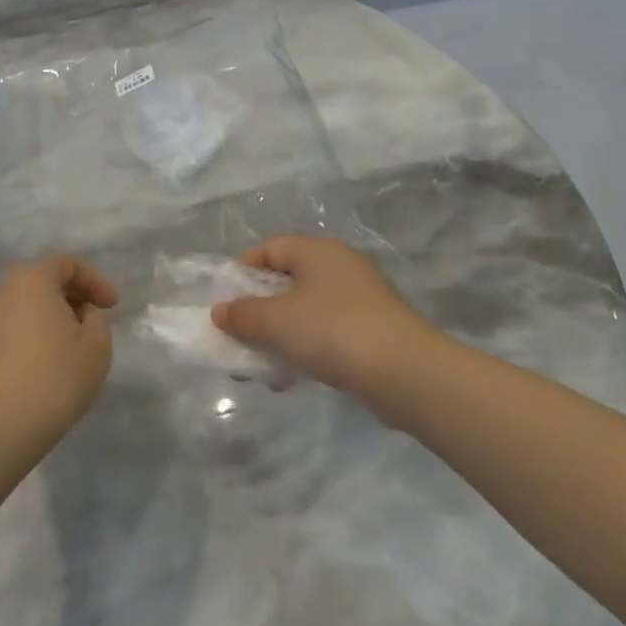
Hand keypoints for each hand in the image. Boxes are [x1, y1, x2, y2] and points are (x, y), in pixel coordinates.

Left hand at [0, 255, 117, 446]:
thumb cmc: (55, 377)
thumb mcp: (97, 345)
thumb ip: (95, 319)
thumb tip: (78, 316)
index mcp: (31, 280)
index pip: (66, 264)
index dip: (95, 280)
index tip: (112, 307)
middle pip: (40, 282)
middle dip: (69, 297)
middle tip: (90, 323)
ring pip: (20, 308)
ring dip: (45, 320)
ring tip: (65, 348)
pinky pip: (5, 333)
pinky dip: (25, 340)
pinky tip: (38, 369)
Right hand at [212, 236, 437, 400]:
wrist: (404, 372)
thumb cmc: (332, 332)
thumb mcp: (275, 321)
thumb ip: (242, 315)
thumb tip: (220, 312)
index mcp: (318, 251)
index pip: (269, 248)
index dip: (242, 271)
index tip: (226, 301)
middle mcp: (341, 267)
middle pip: (287, 281)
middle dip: (258, 311)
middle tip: (240, 337)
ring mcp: (361, 299)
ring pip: (305, 311)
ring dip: (279, 336)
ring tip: (263, 367)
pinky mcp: (373, 329)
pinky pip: (326, 332)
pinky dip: (305, 349)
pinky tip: (294, 377)